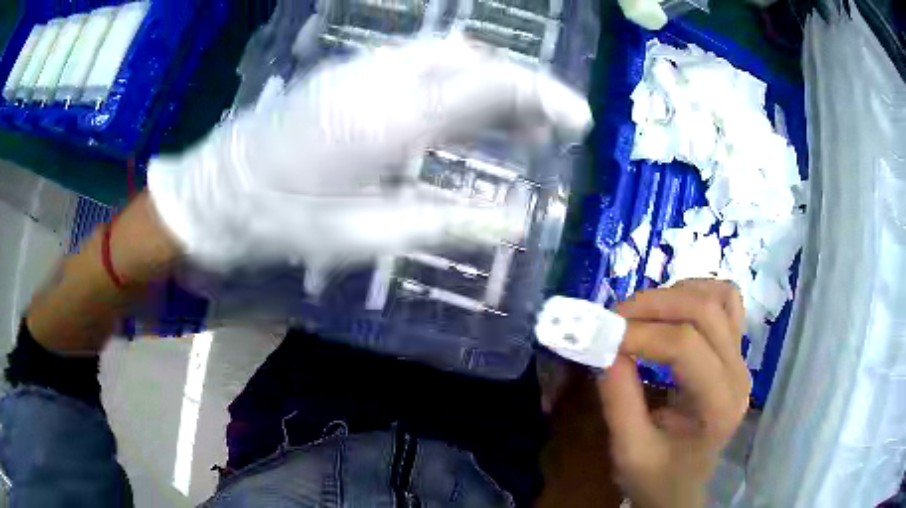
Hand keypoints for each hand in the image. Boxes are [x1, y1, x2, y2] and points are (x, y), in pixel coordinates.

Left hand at [147, 34, 590, 284]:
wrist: (215, 194)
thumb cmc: (283, 223)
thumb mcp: (365, 236)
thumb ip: (446, 224)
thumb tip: (515, 223)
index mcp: (390, 122)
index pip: (490, 87)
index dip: (544, 98)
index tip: (579, 119)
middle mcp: (381, 81)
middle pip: (473, 61)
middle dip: (522, 87)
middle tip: (548, 128)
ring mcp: (359, 70)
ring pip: (446, 55)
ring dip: (488, 80)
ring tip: (512, 124)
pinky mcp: (345, 73)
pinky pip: (415, 61)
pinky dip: (453, 78)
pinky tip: (456, 110)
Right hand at [597, 280, 749, 507]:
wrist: (682, 488)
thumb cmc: (656, 477)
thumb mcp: (629, 451)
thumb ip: (618, 400)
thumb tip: (604, 345)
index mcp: (718, 406)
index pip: (685, 346)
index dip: (640, 332)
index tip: (600, 332)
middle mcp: (738, 374)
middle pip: (705, 311)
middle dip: (655, 304)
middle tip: (614, 317)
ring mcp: (741, 360)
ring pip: (719, 297)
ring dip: (676, 295)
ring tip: (641, 314)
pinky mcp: (735, 352)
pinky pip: (726, 302)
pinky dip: (698, 294)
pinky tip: (672, 310)